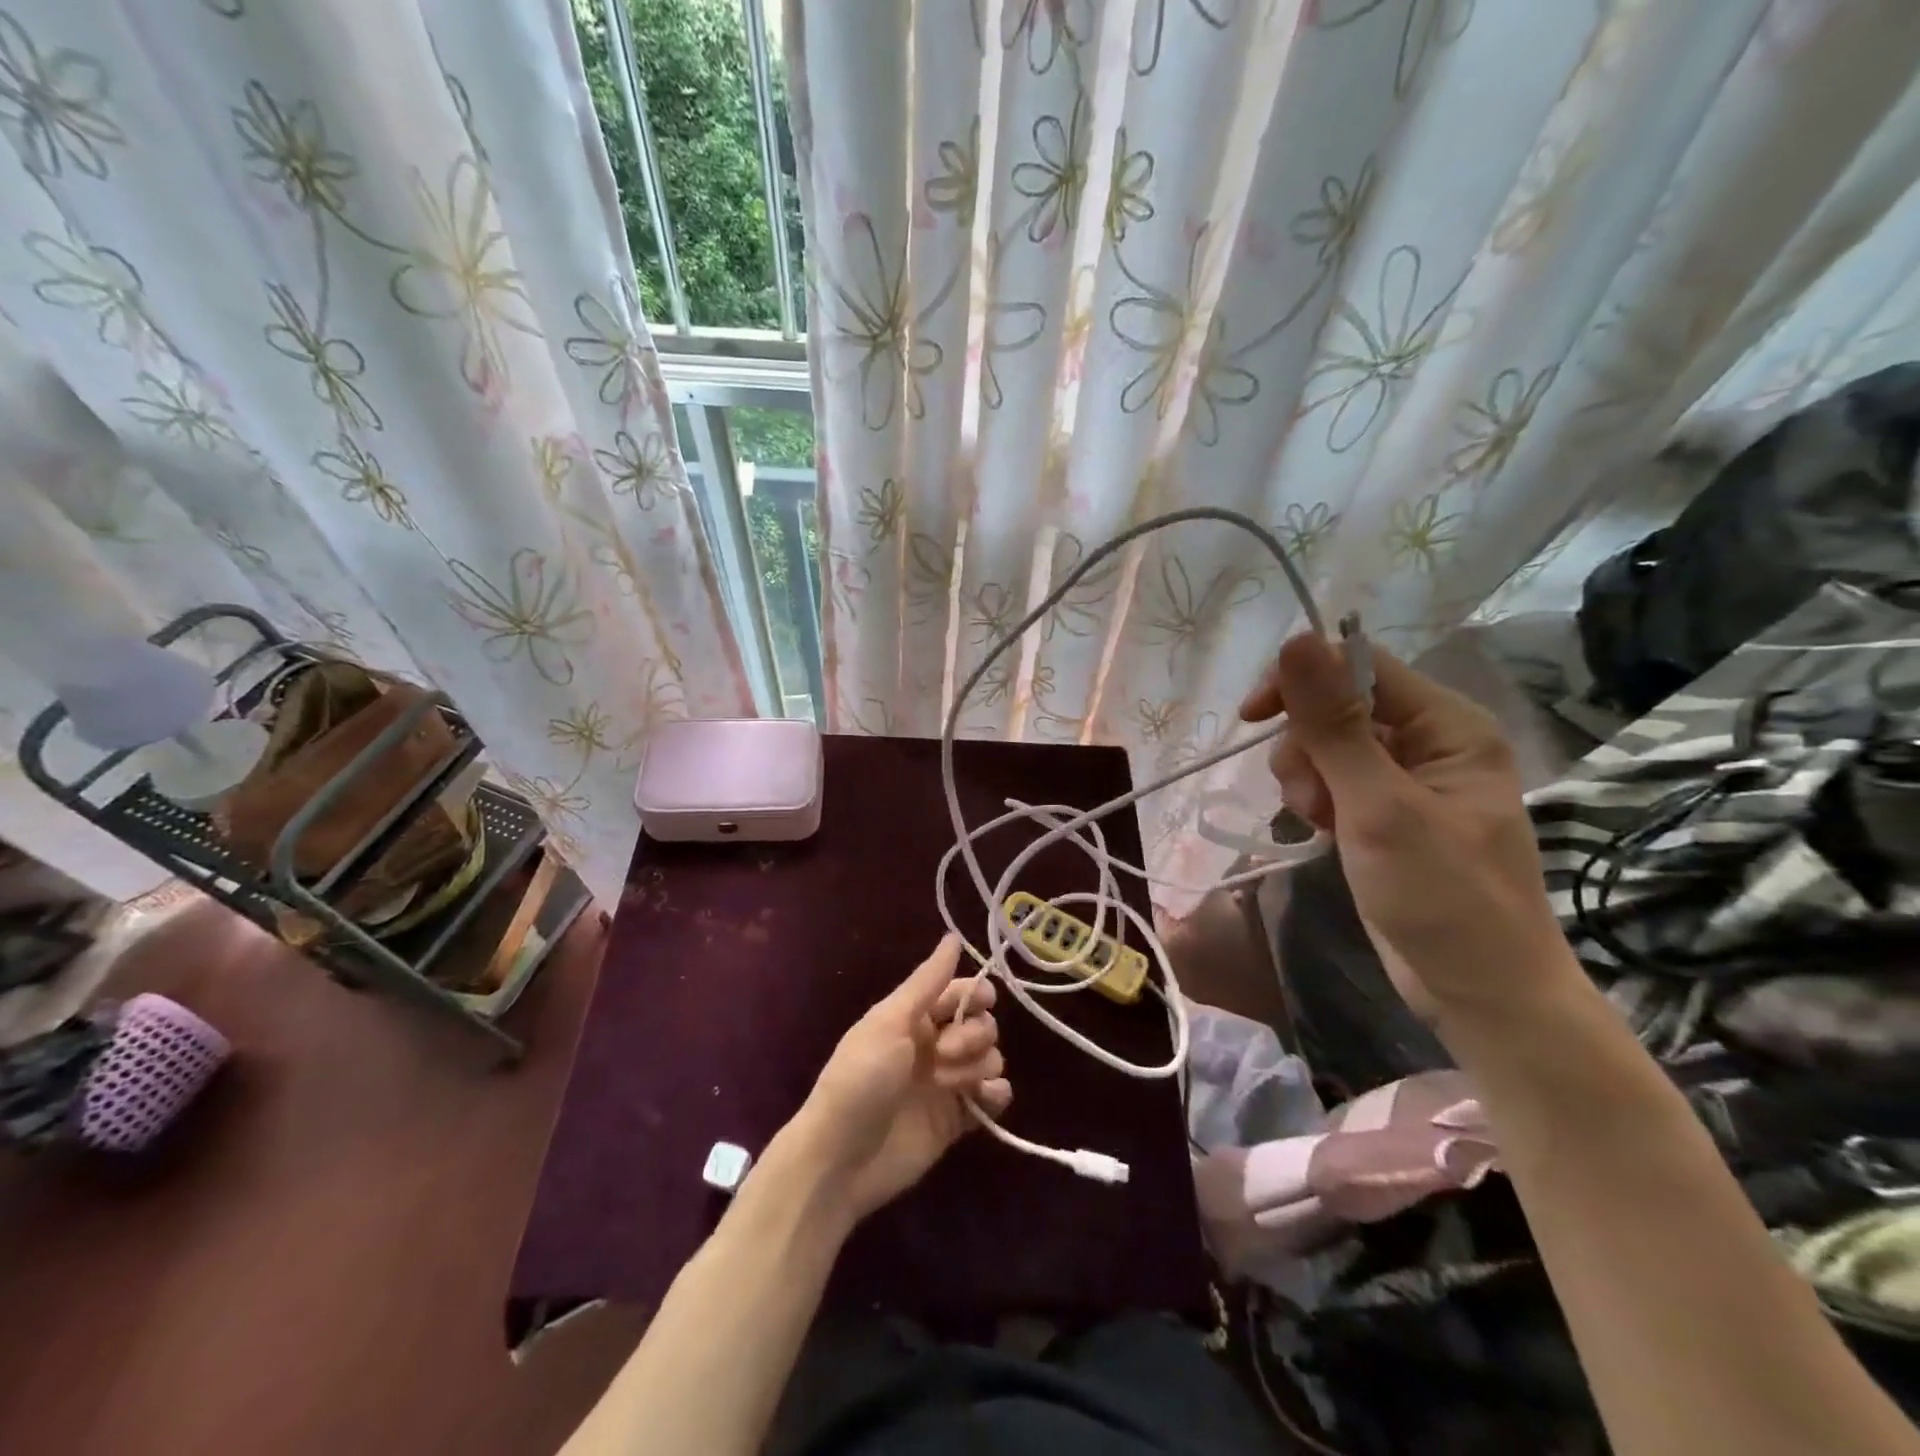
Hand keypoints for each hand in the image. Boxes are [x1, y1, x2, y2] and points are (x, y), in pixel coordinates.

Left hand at [786, 933, 1011, 1222]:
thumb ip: (927, 981)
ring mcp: (948, 1083)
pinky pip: (993, 1097)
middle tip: (946, 1052)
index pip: (961, 993)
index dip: (976, 995)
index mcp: (914, 1017)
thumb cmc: (860, 1078)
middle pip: (982, 1024)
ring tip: (949, 1084)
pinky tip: (982, 1099)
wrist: (841, 1158)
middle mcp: (934, 1045)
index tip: (980, 1003)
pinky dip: (995, 1094)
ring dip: (980, 1065)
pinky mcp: (957, 1120)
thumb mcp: (889, 1021)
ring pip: (991, 1058)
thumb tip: (953, 936)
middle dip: (974, 1033)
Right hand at [1239, 633, 1578, 1025]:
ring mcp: (1406, 778)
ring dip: (1307, 778)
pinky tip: (1323, 831)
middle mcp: (1429, 740)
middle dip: (1307, 746)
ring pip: (1326, 744)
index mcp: (1447, 725)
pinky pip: (1332, 779)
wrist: (1480, 994)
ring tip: (1321, 822)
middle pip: (1336, 705)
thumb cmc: (1442, 899)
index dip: (1301, 680)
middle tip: (1312, 799)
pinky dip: (1316, 800)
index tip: (1253, 717)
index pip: (1359, 665)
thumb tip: (1295, 640)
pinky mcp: (1385, 810)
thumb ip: (1334, 724)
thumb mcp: (1379, 807)